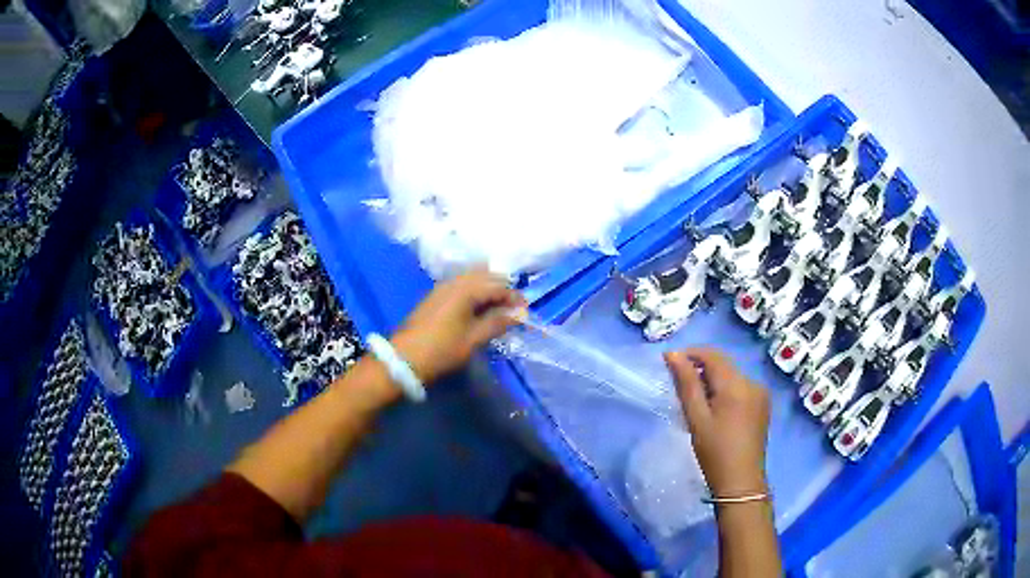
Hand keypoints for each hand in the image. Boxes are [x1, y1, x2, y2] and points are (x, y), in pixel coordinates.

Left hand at [392, 268, 526, 383]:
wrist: (404, 358)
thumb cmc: (442, 349)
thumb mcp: (473, 339)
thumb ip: (497, 322)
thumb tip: (519, 313)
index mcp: (466, 289)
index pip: (498, 285)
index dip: (514, 297)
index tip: (525, 312)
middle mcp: (454, 281)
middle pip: (485, 275)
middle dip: (502, 289)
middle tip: (512, 310)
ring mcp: (442, 287)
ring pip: (473, 278)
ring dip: (488, 290)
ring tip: (497, 311)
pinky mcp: (436, 296)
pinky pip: (462, 285)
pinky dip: (475, 293)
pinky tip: (479, 310)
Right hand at [664, 348, 769, 497]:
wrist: (741, 481)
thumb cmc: (714, 451)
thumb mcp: (696, 418)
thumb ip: (686, 383)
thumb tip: (673, 354)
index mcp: (737, 385)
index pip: (713, 355)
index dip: (691, 354)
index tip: (669, 361)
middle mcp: (753, 382)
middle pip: (723, 364)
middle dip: (701, 368)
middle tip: (680, 386)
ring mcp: (761, 393)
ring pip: (732, 376)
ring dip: (713, 380)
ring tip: (697, 401)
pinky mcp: (763, 404)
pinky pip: (741, 387)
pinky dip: (726, 390)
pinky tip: (715, 409)